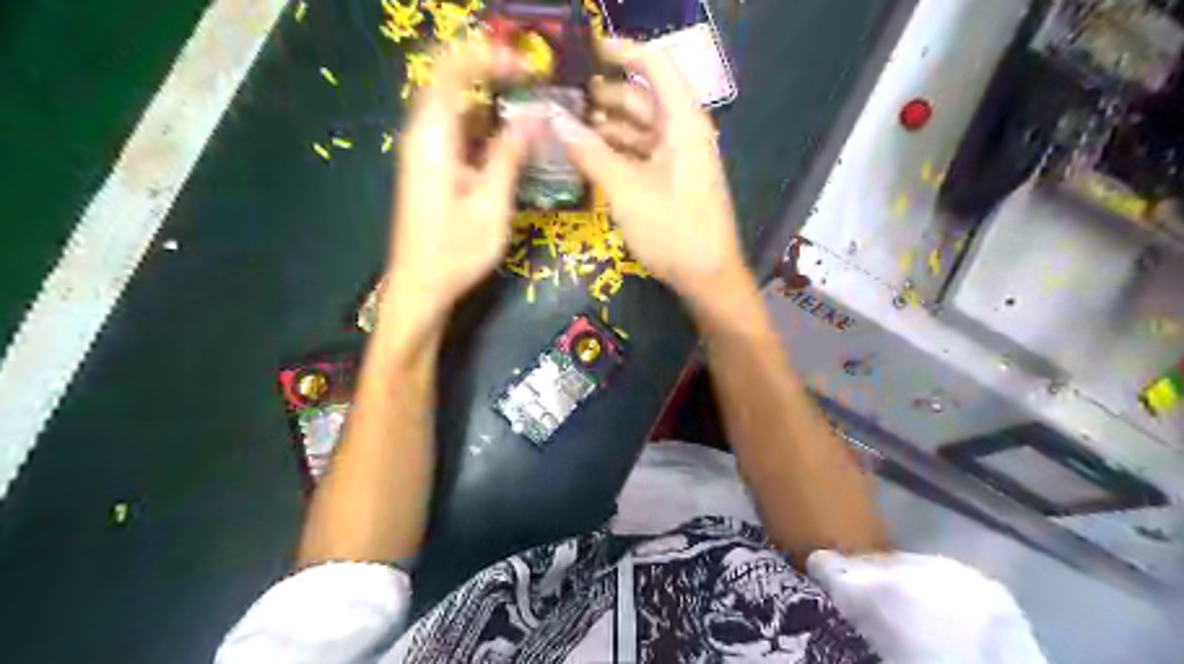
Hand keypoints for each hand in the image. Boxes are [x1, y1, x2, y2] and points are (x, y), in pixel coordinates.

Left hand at [388, 37, 535, 320]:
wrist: (419, 288)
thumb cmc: (455, 253)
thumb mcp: (491, 206)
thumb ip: (510, 156)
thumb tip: (535, 116)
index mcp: (432, 138)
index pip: (452, 69)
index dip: (489, 57)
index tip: (528, 68)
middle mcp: (422, 135)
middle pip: (450, 79)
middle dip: (492, 72)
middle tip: (534, 83)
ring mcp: (424, 150)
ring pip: (456, 104)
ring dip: (490, 99)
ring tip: (530, 107)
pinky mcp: (430, 166)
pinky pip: (457, 129)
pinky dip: (484, 124)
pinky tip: (509, 138)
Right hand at [555, 37, 746, 299]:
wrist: (708, 277)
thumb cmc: (673, 230)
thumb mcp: (627, 191)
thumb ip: (591, 153)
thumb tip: (555, 121)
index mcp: (683, 123)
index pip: (656, 67)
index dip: (623, 51)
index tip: (586, 50)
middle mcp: (683, 134)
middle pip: (642, 100)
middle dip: (604, 95)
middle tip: (562, 97)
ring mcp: (678, 159)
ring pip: (639, 130)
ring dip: (606, 126)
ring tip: (567, 126)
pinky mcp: (671, 182)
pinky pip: (641, 155)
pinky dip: (616, 152)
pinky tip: (588, 156)